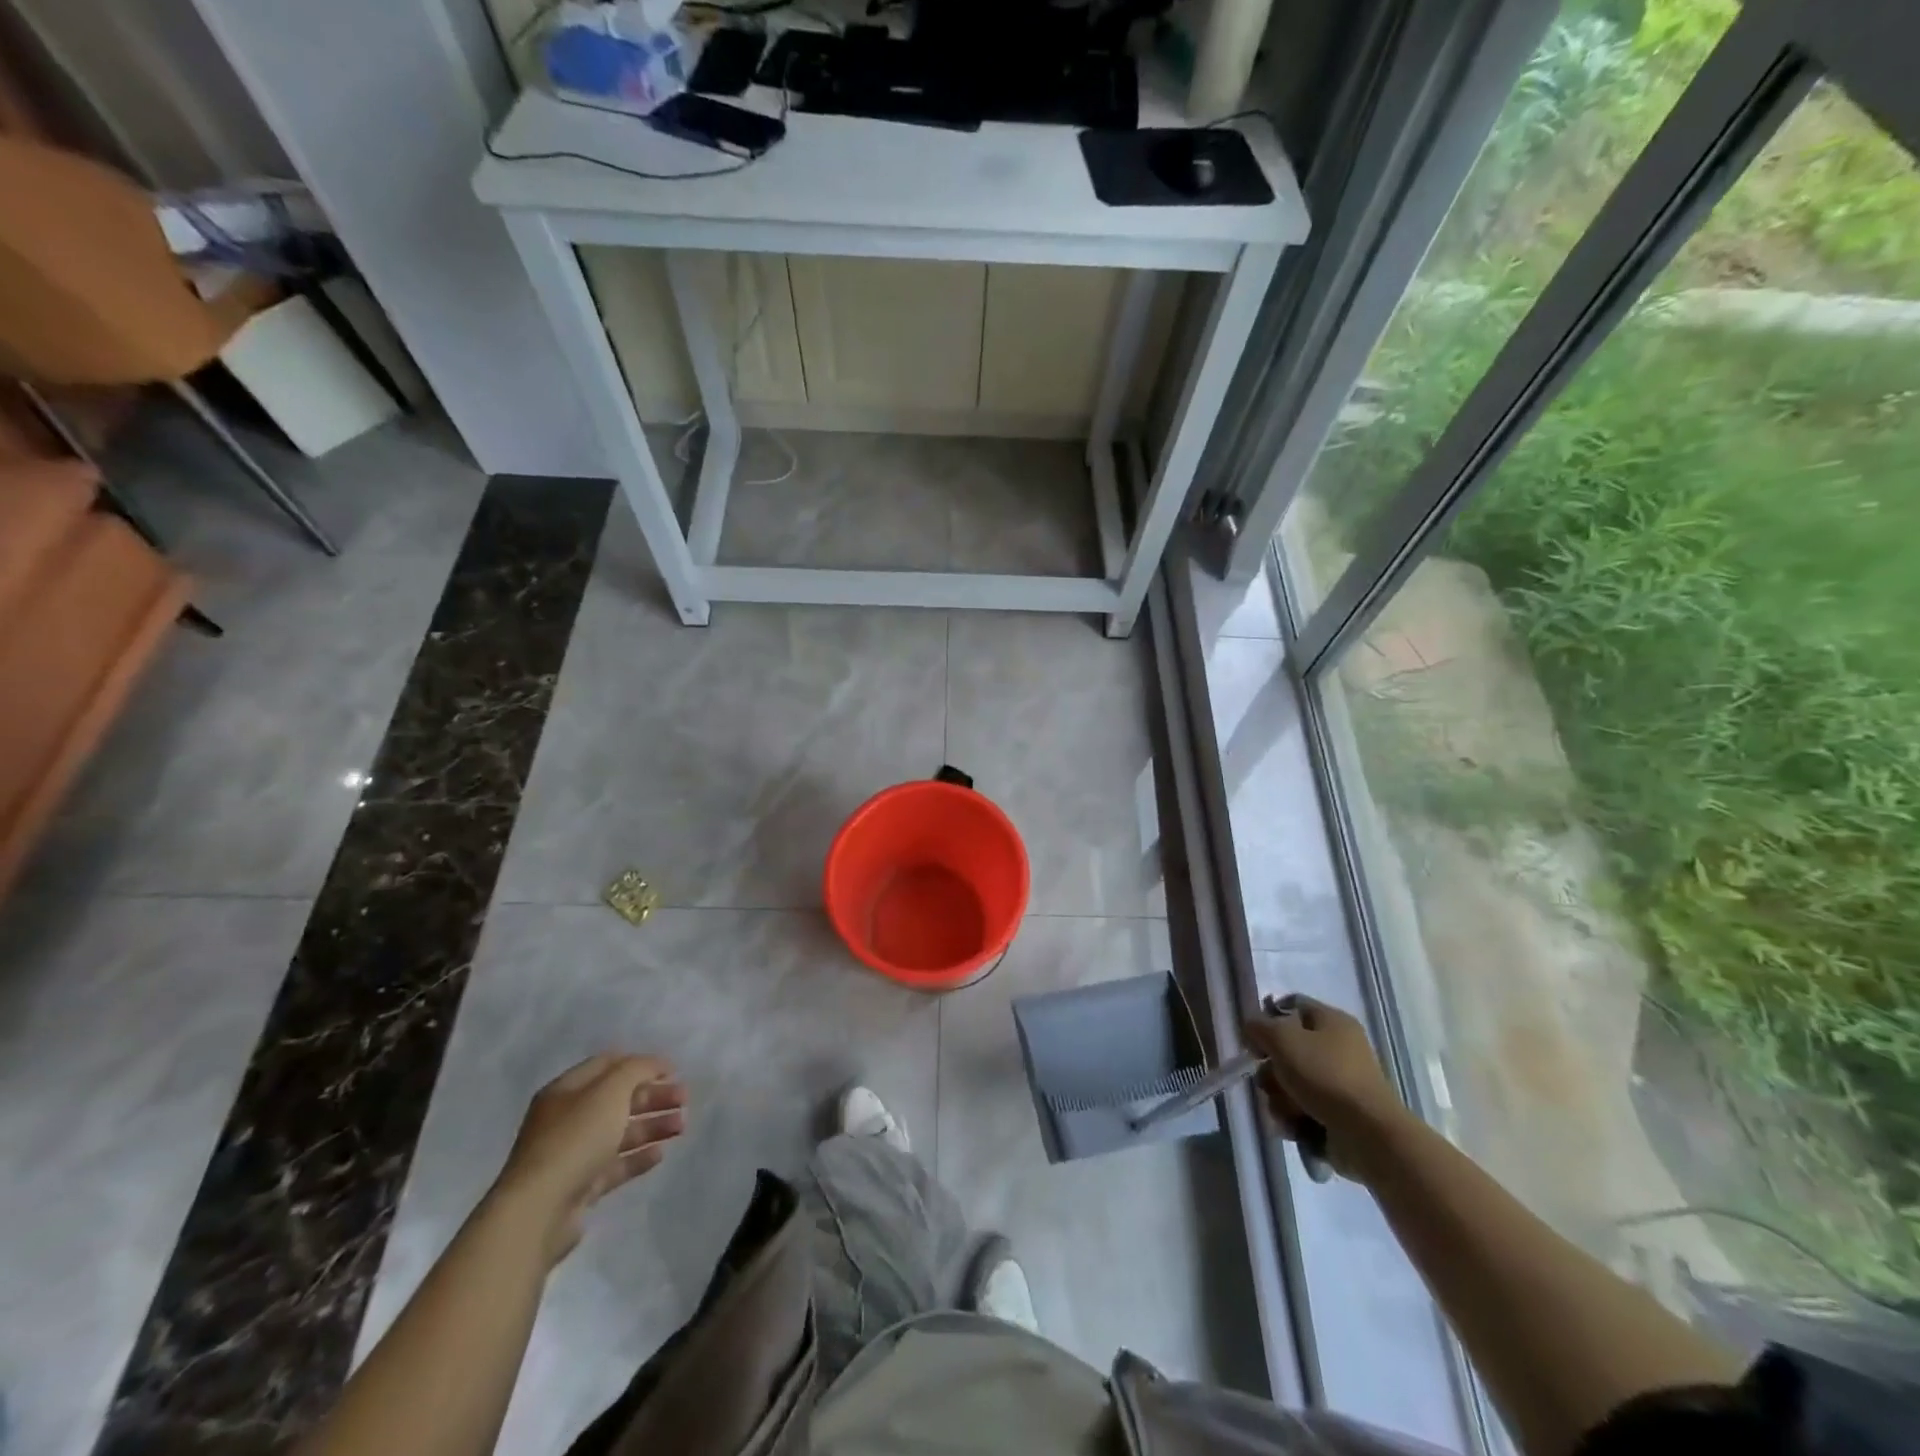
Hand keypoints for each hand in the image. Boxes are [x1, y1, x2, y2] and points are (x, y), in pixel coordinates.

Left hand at [493, 1053, 686, 1261]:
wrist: (538, 1212)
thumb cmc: (575, 1139)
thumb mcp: (610, 1091)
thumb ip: (636, 1070)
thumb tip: (654, 1064)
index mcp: (566, 1091)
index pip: (608, 1065)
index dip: (642, 1063)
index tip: (673, 1070)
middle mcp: (567, 1119)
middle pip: (617, 1099)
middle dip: (653, 1096)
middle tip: (684, 1099)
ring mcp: (572, 1155)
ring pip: (619, 1132)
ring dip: (652, 1126)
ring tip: (682, 1126)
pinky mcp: (579, 1187)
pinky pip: (614, 1166)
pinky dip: (638, 1157)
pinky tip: (660, 1154)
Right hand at [1243, 996, 1404, 1180]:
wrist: (1368, 1135)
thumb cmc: (1325, 1076)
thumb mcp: (1283, 1039)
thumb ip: (1259, 1026)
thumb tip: (1252, 1028)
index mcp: (1333, 1021)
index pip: (1292, 1006)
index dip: (1268, 1019)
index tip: (1254, 1040)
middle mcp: (1338, 1049)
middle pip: (1287, 1051)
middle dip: (1271, 1070)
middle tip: (1271, 1082)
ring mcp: (1339, 1084)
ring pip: (1290, 1084)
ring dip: (1279, 1098)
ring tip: (1287, 1110)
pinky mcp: (1338, 1115)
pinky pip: (1302, 1109)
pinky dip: (1293, 1118)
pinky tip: (1295, 1126)